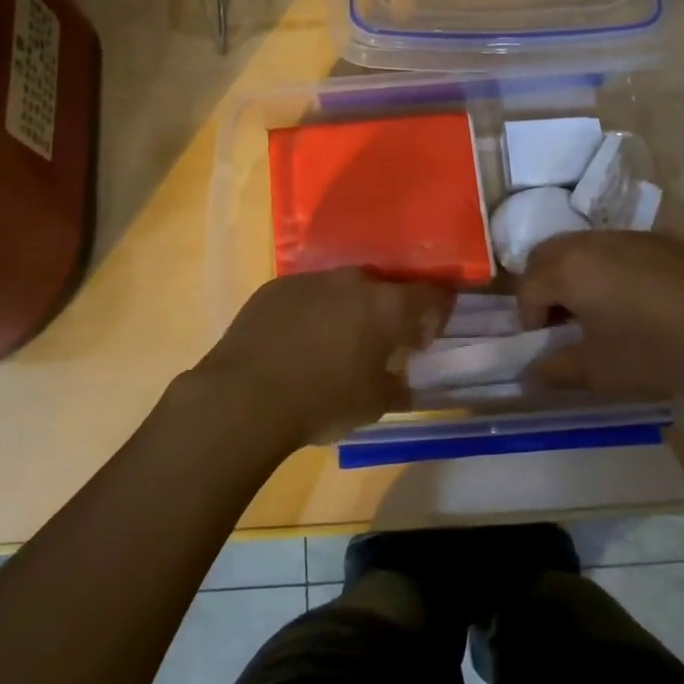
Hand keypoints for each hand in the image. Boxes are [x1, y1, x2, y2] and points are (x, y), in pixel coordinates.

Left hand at [194, 269, 454, 446]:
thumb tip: (404, 379)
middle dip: (387, 311)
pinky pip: (307, 295)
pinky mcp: (276, 286)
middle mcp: (352, 281)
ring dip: (347, 310)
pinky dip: (312, 312)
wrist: (246, 396)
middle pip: (383, 288)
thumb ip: (398, 385)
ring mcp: (311, 279)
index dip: (437, 312)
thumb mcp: (374, 405)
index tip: (427, 336)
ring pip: (342, 289)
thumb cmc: (322, 402)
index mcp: (385, 305)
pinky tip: (298, 341)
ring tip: (336, 342)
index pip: (430, 295)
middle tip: (381, 341)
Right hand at [517, 231, 683, 397]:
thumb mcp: (601, 372)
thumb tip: (531, 372)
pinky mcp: (655, 238)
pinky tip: (637, 301)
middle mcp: (588, 242)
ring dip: (573, 276)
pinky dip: (605, 269)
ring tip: (599, 312)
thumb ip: (556, 370)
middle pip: (544, 257)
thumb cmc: (658, 349)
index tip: (550, 346)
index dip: (529, 320)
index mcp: (567, 269)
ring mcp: (624, 235)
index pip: (526, 287)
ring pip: (578, 248)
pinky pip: (612, 248)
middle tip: (564, 324)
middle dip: (543, 289)